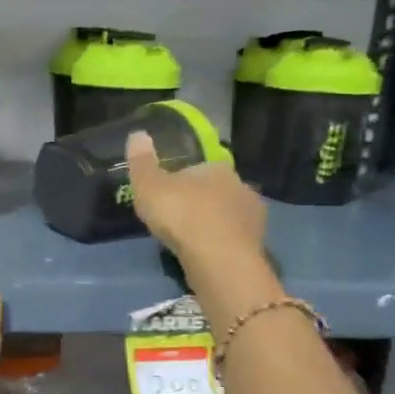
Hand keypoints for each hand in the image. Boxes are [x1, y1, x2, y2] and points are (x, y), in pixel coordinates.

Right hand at [126, 129, 266, 269]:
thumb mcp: (149, 186)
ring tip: (190, 242)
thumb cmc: (182, 216)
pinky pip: (234, 240)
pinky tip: (207, 256)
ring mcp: (253, 217)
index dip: (180, 182)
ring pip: (227, 216)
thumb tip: (137, 134)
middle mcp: (241, 186)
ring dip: (212, 225)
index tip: (166, 198)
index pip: (197, 169)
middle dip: (199, 203)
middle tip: (176, 222)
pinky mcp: (257, 245)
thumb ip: (142, 162)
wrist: (218, 260)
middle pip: (215, 192)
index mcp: (217, 168)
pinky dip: (221, 245)